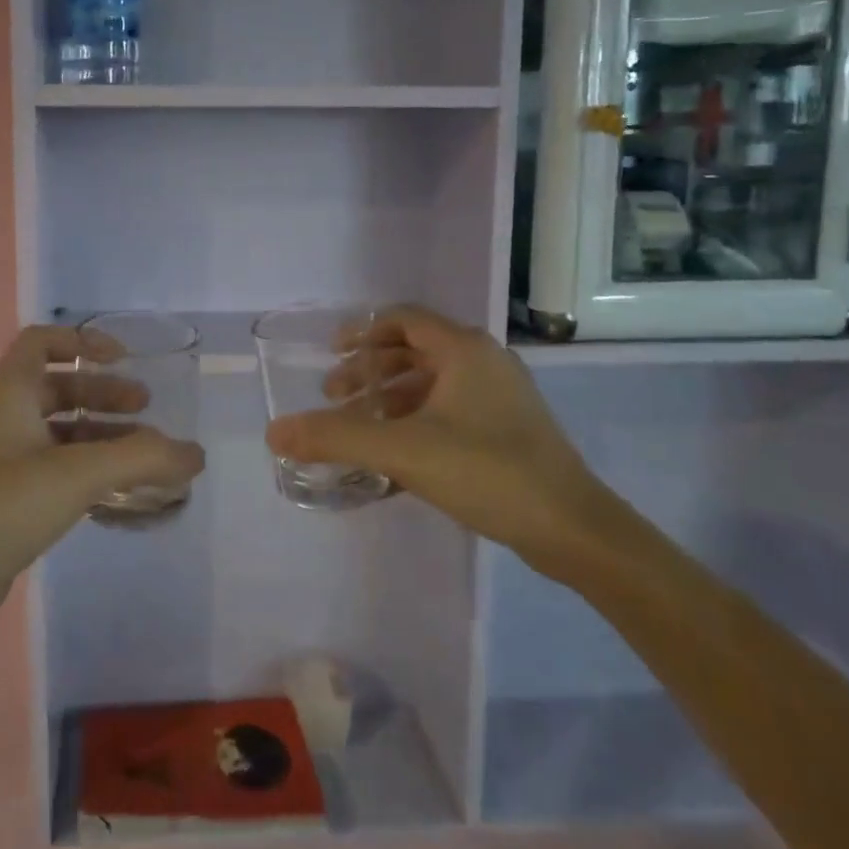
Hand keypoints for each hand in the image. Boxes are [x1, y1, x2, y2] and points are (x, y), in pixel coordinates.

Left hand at [0, 325, 204, 642]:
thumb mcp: (74, 475)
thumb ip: (140, 460)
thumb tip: (195, 454)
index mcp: (9, 394)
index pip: (41, 343)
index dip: (82, 342)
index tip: (123, 360)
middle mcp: (3, 420)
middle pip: (58, 389)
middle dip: (104, 394)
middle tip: (147, 410)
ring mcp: (2, 463)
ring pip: (59, 434)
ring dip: (101, 436)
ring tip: (145, 456)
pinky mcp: (5, 502)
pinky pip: (54, 471)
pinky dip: (88, 473)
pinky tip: (118, 495)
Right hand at [264, 305, 618, 581]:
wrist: (574, 529)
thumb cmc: (488, 471)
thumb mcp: (403, 451)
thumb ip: (336, 438)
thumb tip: (274, 432)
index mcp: (463, 349)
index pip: (402, 319)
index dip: (361, 332)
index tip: (330, 355)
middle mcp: (484, 362)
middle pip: (414, 350)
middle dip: (370, 371)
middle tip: (335, 397)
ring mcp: (500, 397)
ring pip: (432, 383)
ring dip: (391, 399)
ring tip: (360, 428)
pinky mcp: (508, 430)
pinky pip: (449, 411)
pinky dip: (415, 422)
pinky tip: (395, 457)